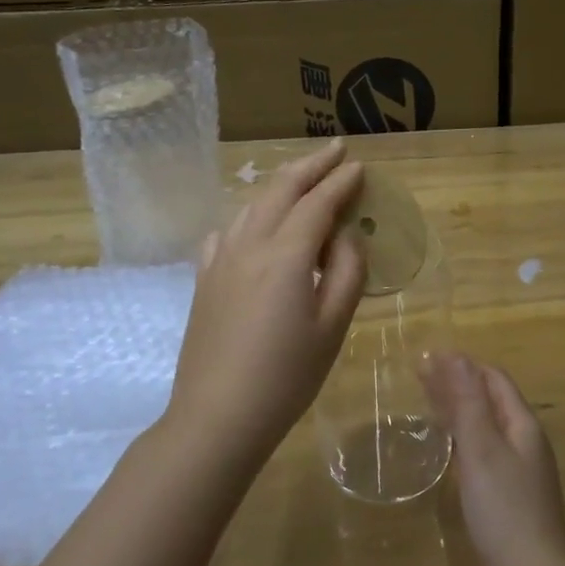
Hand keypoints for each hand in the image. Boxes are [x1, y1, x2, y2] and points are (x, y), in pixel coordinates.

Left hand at [165, 141, 367, 459]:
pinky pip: (228, 231)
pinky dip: (250, 216)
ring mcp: (220, 260)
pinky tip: (254, 225)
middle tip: (335, 150)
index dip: (341, 182)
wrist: (217, 415)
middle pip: (281, 190)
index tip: (359, 166)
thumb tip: (346, 234)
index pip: (318, 203)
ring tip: (302, 178)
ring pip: (252, 205)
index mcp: (286, 254)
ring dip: (281, 185)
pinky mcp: (204, 279)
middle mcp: (250, 244)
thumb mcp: (332, 326)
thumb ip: (347, 271)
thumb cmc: (287, 376)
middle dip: (311, 166)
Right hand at [421, 353, 564, 565]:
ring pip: (484, 427)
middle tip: (419, 373)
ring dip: (457, 409)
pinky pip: (480, 452)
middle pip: (488, 401)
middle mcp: (523, 442)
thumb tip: (455, 355)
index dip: (463, 364)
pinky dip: (460, 438)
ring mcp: (516, 470)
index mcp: (522, 425)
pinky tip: (444, 446)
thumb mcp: (482, 448)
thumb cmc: (504, 507)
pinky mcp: (505, 495)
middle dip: (456, 383)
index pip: (493, 380)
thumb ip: (468, 402)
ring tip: (425, 399)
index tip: (427, 356)